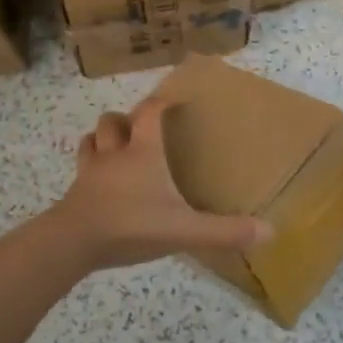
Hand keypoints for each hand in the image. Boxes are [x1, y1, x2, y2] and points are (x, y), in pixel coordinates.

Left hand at [54, 95, 271, 270]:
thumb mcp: (184, 230)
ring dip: (102, 138)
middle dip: (125, 119)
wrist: (73, 242)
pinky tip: (97, 181)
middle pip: (113, 121)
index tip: (174, 100)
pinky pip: (80, 169)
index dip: (162, 102)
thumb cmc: (131, 225)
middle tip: (139, 129)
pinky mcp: (75, 192)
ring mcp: (90, 171)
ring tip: (115, 147)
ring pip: (92, 140)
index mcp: (143, 151)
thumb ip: (224, 231)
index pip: (150, 112)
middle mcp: (115, 153)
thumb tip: (269, 231)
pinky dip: (89, 167)